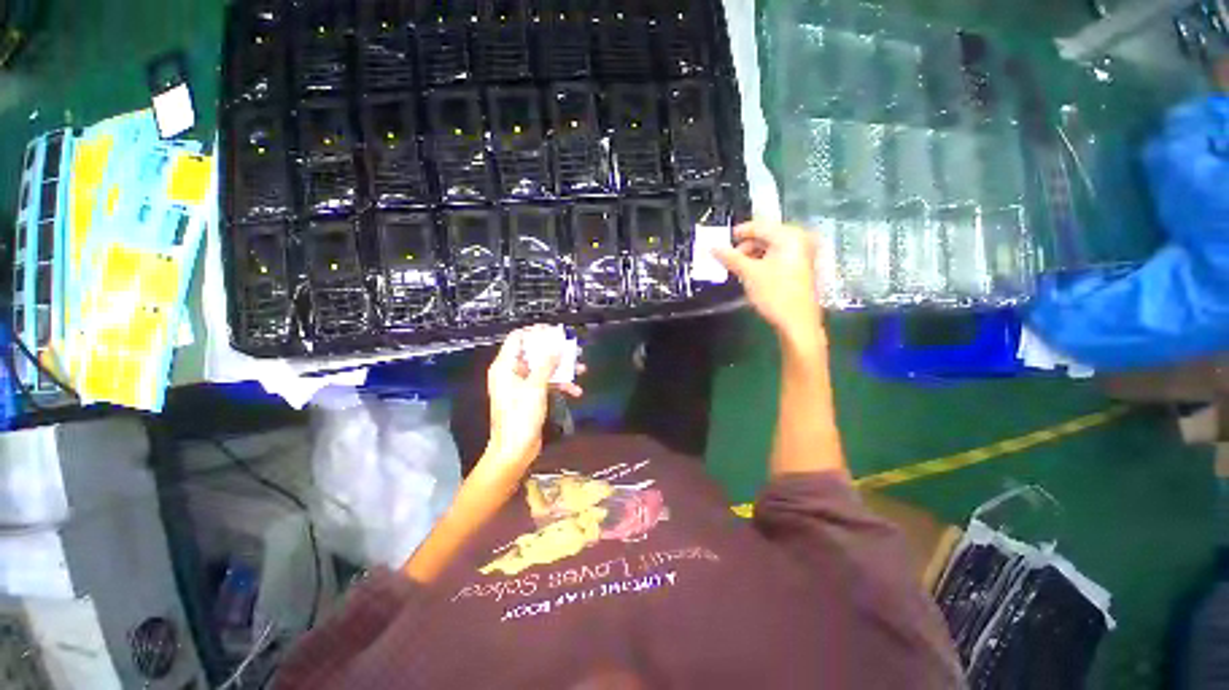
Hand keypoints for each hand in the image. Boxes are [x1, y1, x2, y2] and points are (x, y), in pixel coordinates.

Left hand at [485, 326, 582, 467]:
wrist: (515, 450)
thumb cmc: (520, 417)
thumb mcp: (535, 387)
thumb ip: (547, 364)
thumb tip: (557, 347)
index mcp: (505, 366)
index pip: (518, 338)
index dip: (535, 332)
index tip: (555, 332)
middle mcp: (512, 372)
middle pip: (534, 352)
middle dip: (555, 351)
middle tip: (573, 348)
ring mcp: (521, 385)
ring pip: (543, 368)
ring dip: (562, 369)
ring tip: (581, 368)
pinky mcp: (530, 396)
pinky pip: (546, 383)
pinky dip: (560, 384)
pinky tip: (576, 391)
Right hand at [713, 221, 822, 343]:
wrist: (797, 322)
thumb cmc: (774, 294)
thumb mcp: (749, 274)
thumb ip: (730, 257)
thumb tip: (713, 248)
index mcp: (789, 236)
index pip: (759, 227)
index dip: (738, 233)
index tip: (721, 241)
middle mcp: (799, 240)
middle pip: (765, 237)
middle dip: (745, 247)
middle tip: (729, 259)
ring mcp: (802, 255)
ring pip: (770, 248)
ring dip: (752, 256)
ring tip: (738, 269)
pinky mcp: (801, 268)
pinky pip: (777, 258)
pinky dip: (763, 263)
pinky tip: (752, 274)